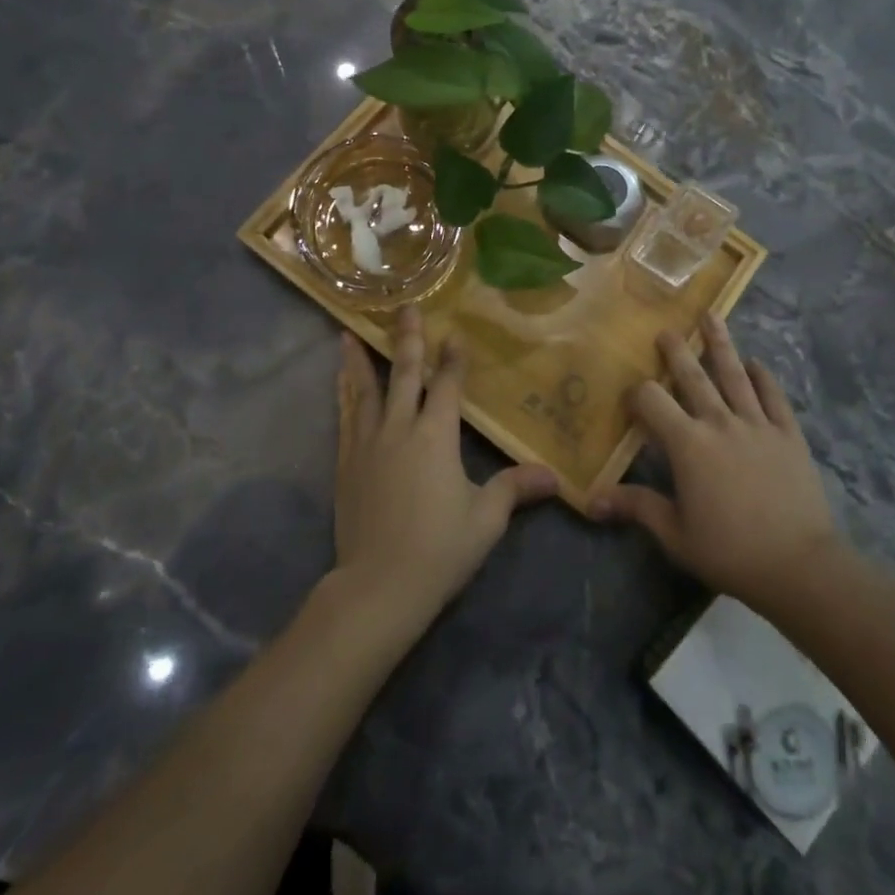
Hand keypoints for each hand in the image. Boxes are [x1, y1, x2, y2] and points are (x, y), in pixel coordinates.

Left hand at [332, 307, 557, 634]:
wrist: (377, 587)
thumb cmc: (438, 550)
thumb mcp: (485, 520)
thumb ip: (514, 489)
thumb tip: (554, 477)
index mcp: (436, 436)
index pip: (447, 386)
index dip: (452, 359)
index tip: (453, 333)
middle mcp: (399, 428)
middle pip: (403, 374)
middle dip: (406, 339)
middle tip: (405, 307)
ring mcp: (368, 444)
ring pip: (365, 390)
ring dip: (361, 359)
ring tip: (348, 333)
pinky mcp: (346, 463)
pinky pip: (346, 417)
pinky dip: (344, 394)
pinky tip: (340, 382)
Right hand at [591, 312, 839, 612]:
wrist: (799, 565)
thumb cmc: (730, 551)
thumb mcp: (675, 535)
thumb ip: (637, 508)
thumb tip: (591, 501)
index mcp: (688, 444)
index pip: (653, 401)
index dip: (637, 394)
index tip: (632, 397)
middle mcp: (720, 422)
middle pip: (693, 376)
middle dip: (676, 351)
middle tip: (666, 330)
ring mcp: (757, 424)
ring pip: (734, 374)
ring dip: (720, 344)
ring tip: (711, 316)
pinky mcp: (788, 434)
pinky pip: (774, 396)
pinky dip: (763, 377)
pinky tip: (756, 363)